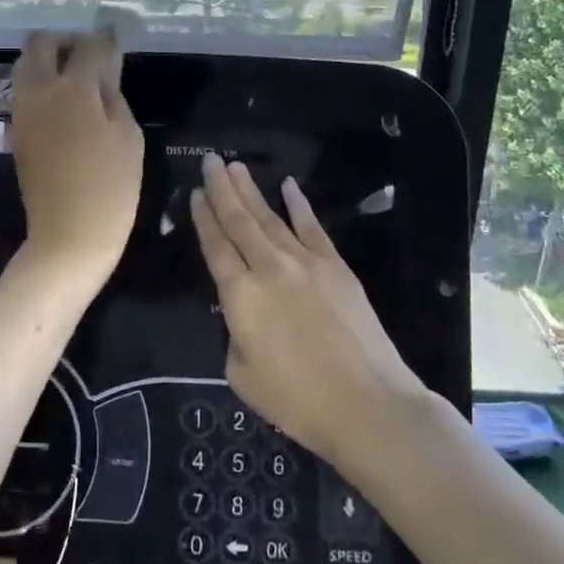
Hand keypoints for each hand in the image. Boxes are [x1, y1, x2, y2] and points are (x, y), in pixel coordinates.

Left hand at [9, 30, 144, 287]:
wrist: (68, 236)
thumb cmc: (111, 187)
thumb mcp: (128, 136)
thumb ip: (113, 94)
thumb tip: (104, 70)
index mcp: (73, 89)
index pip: (88, 46)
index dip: (104, 38)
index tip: (115, 36)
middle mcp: (39, 91)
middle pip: (40, 43)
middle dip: (65, 40)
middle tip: (89, 55)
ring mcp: (22, 111)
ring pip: (25, 65)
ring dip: (48, 61)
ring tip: (77, 79)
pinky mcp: (16, 131)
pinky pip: (24, 91)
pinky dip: (41, 84)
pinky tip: (65, 102)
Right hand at [190, 155, 423, 467]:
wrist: (368, 403)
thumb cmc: (298, 401)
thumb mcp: (242, 376)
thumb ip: (235, 335)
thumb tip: (244, 316)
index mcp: (240, 296)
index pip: (215, 246)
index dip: (203, 218)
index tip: (194, 193)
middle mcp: (269, 268)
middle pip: (240, 221)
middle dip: (222, 189)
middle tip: (211, 160)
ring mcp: (306, 262)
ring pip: (271, 217)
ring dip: (251, 191)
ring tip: (236, 166)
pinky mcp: (336, 266)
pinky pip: (312, 227)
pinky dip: (299, 205)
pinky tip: (288, 186)